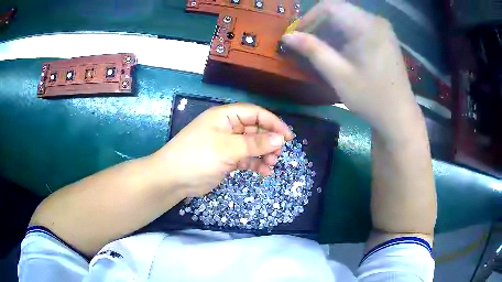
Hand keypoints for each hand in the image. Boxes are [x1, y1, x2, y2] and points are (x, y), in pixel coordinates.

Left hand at [149, 103, 292, 197]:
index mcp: (225, 116)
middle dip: (268, 141)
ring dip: (264, 154)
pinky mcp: (226, 159)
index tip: (287, 137)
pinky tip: (263, 172)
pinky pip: (246, 159)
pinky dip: (255, 164)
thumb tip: (280, 139)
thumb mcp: (227, 148)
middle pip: (255, 129)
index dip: (272, 122)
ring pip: (252, 146)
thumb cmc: (198, 156)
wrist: (173, 179)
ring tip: (271, 165)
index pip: (254, 113)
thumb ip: (255, 144)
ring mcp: (226, 144)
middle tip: (278, 155)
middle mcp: (227, 127)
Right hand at [282, 1, 420, 138]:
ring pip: (346, 18)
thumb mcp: (339, 75)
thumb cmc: (371, 98)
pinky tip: (337, 51)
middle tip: (304, 44)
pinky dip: (342, 35)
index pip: (330, 6)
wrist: (399, 116)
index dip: (308, 17)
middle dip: (318, 24)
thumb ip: (313, 51)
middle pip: (338, 11)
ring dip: (329, 31)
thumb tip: (287, 36)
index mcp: (368, 26)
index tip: (296, 35)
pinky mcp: (383, 38)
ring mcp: (381, 29)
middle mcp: (376, 21)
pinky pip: (357, 27)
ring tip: (318, 49)